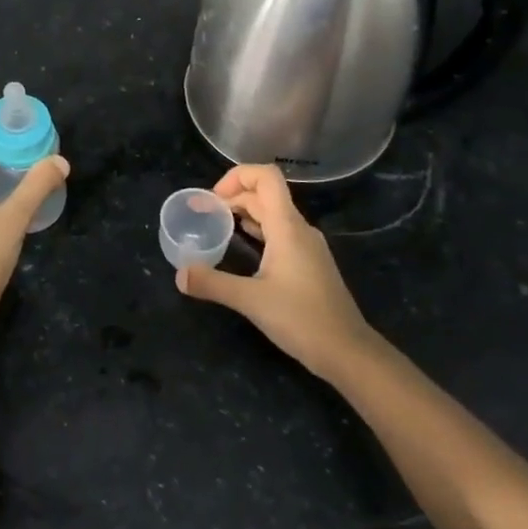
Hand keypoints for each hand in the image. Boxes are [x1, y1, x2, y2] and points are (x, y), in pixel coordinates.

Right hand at [175, 164, 373, 380]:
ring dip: (244, 212)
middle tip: (203, 213)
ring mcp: (307, 246)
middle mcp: (299, 229)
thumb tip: (179, 275)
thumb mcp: (251, 301)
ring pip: (273, 214)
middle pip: (265, 194)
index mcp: (287, 227)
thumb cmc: (302, 319)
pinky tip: (242, 247)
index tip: (212, 198)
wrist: (348, 352)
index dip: (237, 176)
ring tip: (217, 225)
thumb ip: (212, 283)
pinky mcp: (309, 263)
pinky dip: (257, 230)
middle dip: (232, 196)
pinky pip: (280, 232)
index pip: (266, 177)